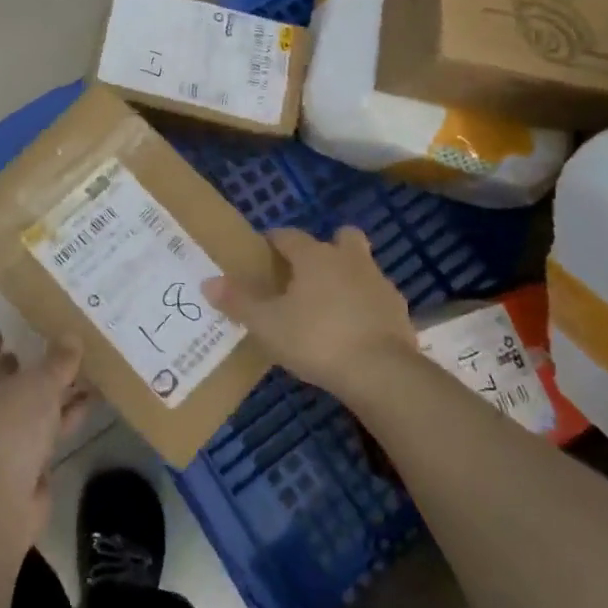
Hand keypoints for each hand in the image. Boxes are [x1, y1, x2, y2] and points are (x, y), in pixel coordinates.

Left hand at [0, 330, 89, 543]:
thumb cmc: (10, 428)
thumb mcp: (39, 384)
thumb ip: (58, 360)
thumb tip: (71, 337)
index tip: (12, 327)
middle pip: (12, 377)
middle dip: (36, 363)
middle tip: (64, 343)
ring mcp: (6, 434)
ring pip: (36, 403)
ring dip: (59, 390)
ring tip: (89, 369)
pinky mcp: (26, 459)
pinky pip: (49, 427)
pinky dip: (67, 415)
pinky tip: (91, 402)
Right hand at [203, 226, 415, 396]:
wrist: (381, 372)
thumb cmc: (316, 338)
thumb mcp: (267, 324)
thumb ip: (238, 302)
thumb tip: (208, 282)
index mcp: (315, 256)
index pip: (289, 235)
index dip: (273, 241)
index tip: (262, 253)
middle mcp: (349, 259)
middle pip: (341, 237)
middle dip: (325, 247)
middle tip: (305, 273)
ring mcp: (379, 284)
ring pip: (361, 266)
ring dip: (347, 276)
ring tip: (327, 306)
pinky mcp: (398, 311)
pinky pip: (376, 298)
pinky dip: (364, 306)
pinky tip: (352, 329)